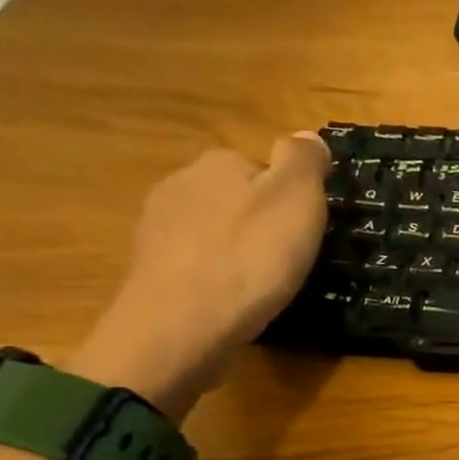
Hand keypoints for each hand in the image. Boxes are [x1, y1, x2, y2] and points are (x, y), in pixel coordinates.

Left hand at [67, 134, 329, 418]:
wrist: (183, 324)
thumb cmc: (250, 259)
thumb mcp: (296, 201)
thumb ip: (304, 162)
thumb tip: (307, 135)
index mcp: (219, 163)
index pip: (262, 168)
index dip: (290, 199)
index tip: (307, 231)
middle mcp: (181, 183)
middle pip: (234, 197)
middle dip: (259, 222)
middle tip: (289, 260)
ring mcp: (158, 226)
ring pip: (211, 229)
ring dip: (234, 248)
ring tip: (261, 284)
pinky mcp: (151, 268)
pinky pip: (195, 262)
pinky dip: (215, 275)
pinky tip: (231, 299)